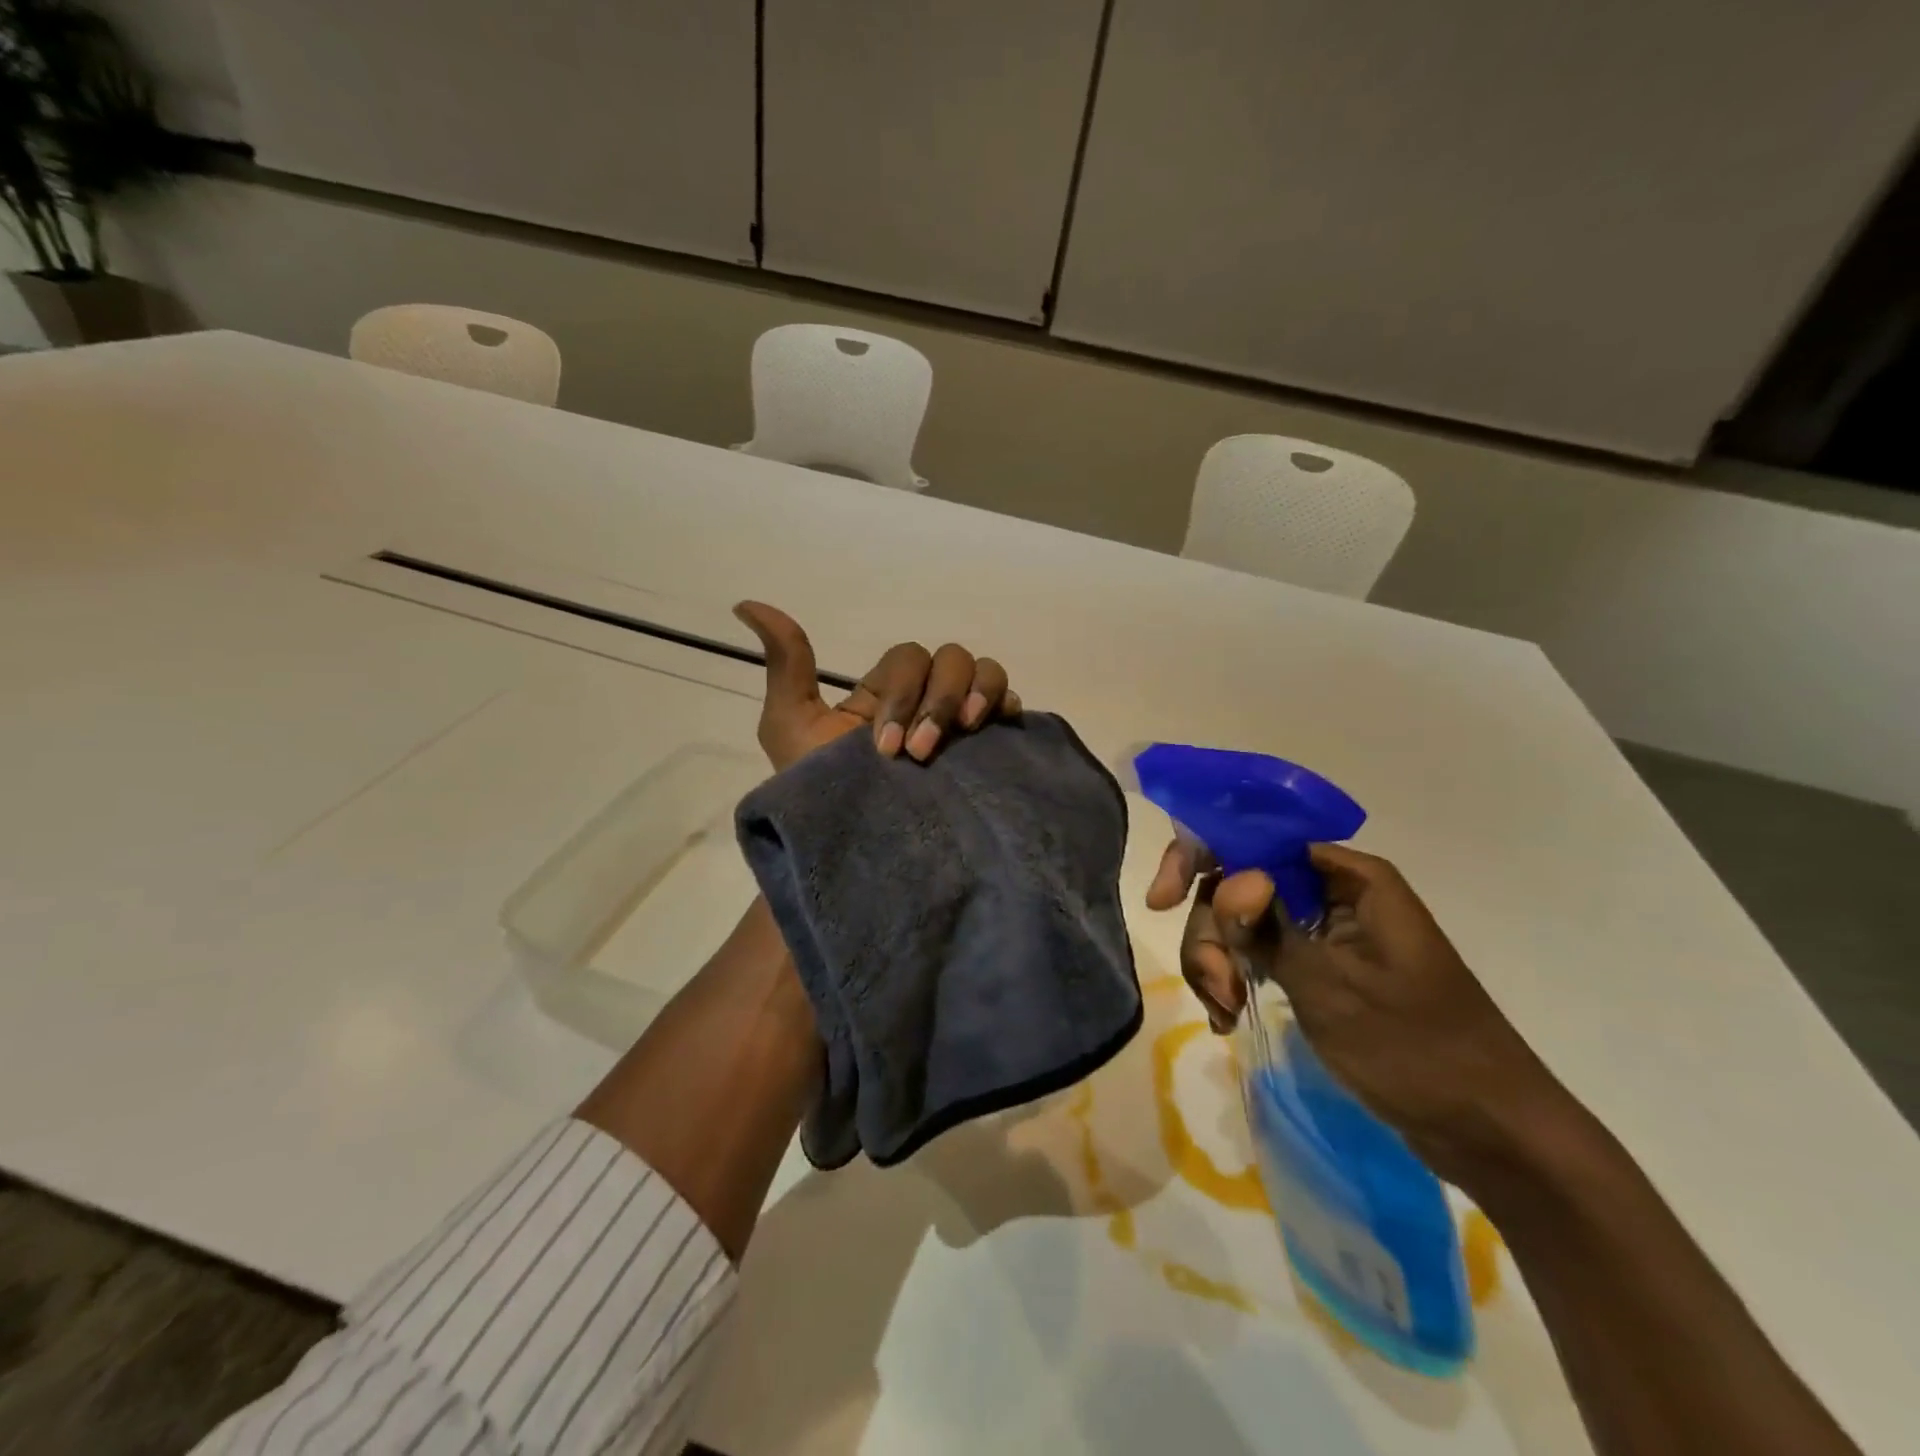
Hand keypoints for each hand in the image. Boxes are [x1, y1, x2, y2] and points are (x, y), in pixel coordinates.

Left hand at [733, 601, 1020, 771]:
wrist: (852, 855)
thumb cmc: (819, 796)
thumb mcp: (792, 727)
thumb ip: (785, 666)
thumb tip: (747, 605)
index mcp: (885, 694)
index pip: (908, 658)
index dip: (900, 692)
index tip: (882, 748)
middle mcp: (926, 700)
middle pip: (951, 659)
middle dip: (936, 701)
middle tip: (918, 755)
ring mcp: (961, 724)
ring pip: (984, 671)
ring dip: (975, 694)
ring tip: (966, 732)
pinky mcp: (988, 750)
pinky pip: (1010, 704)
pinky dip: (1006, 704)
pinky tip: (998, 727)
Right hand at [1147, 839, 1574, 1184]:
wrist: (1487, 1130)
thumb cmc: (1417, 1049)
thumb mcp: (1332, 986)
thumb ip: (1269, 928)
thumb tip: (1229, 880)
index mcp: (1347, 877)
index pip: (1254, 839)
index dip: (1199, 857)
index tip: (1162, 901)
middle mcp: (1331, 892)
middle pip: (1238, 884)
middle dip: (1212, 932)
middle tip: (1215, 988)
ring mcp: (1322, 932)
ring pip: (1240, 924)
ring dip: (1219, 962)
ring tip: (1224, 1012)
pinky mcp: (1318, 968)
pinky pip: (1258, 955)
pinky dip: (1235, 980)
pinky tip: (1229, 1018)